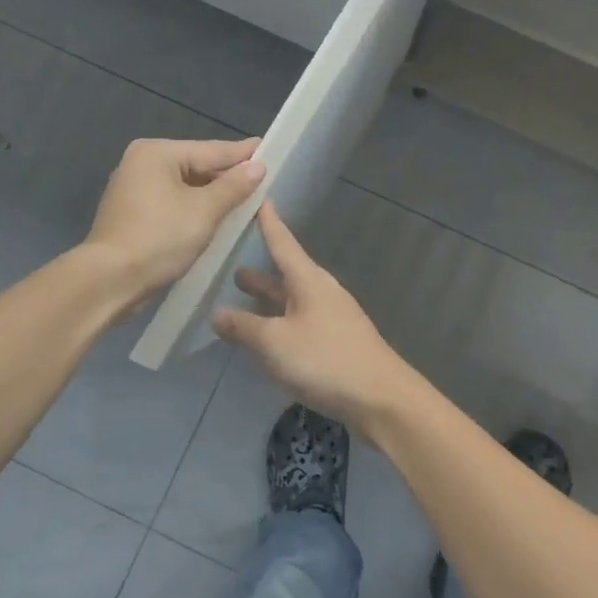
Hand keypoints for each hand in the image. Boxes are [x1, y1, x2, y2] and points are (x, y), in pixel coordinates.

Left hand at [84, 136, 265, 302]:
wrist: (110, 279)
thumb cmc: (160, 238)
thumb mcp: (204, 211)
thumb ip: (233, 187)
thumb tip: (258, 167)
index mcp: (157, 153)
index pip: (211, 150)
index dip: (242, 154)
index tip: (268, 149)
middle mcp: (141, 163)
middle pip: (196, 166)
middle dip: (227, 176)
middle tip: (262, 179)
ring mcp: (133, 189)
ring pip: (184, 186)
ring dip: (212, 195)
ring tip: (245, 199)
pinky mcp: (132, 214)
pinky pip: (172, 203)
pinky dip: (193, 208)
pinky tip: (215, 218)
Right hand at [211, 202, 416, 431]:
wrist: (380, 399)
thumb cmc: (324, 360)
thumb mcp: (274, 342)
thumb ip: (243, 327)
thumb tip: (217, 314)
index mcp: (308, 281)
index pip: (282, 242)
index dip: (268, 222)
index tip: (260, 198)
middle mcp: (321, 292)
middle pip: (286, 274)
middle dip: (261, 271)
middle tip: (232, 265)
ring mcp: (332, 318)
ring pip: (292, 301)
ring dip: (268, 300)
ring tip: (242, 298)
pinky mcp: (336, 343)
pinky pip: (300, 323)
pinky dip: (280, 323)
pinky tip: (266, 339)